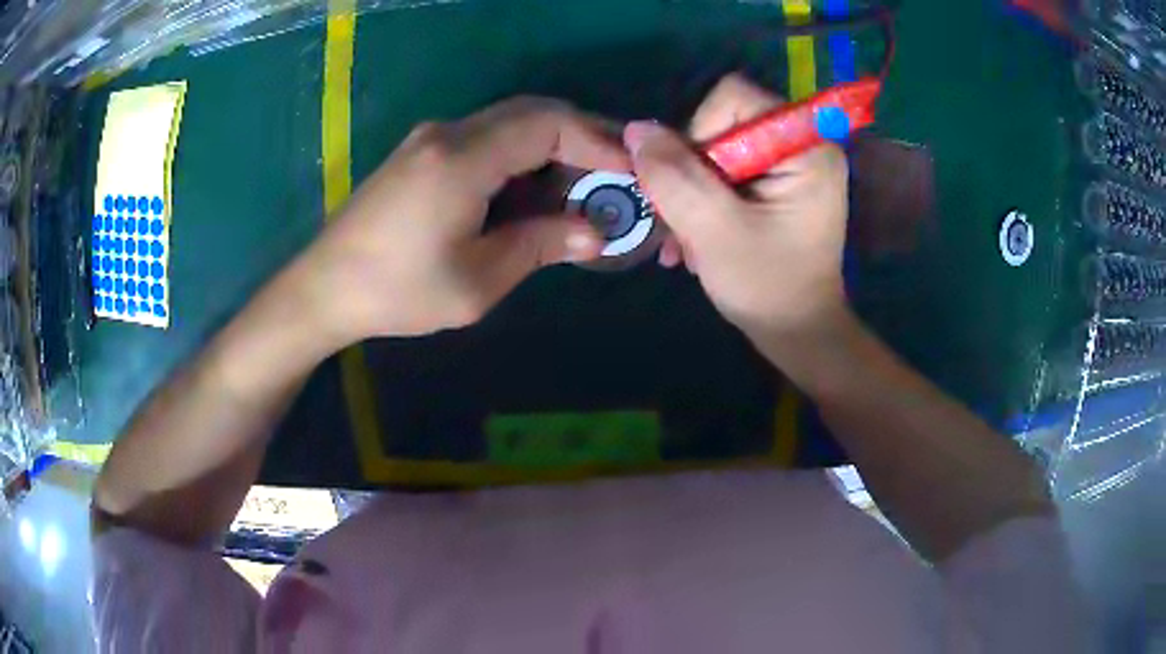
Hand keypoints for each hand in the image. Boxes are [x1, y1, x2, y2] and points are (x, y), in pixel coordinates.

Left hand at [296, 97, 629, 343]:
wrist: (324, 288)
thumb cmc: (397, 292)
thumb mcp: (477, 281)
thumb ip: (540, 245)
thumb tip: (594, 233)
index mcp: (462, 158)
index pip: (547, 123)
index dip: (596, 140)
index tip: (629, 170)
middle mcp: (448, 134)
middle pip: (531, 113)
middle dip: (581, 136)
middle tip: (615, 172)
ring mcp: (431, 139)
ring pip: (509, 123)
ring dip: (552, 146)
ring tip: (584, 184)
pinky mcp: (421, 153)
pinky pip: (485, 138)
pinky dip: (521, 155)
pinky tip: (534, 188)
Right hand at [625, 74, 848, 346]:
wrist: (799, 334)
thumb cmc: (768, 287)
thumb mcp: (714, 231)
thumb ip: (674, 177)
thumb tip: (636, 130)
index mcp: (805, 146)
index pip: (733, 97)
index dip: (699, 132)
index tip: (696, 186)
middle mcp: (802, 144)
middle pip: (722, 123)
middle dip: (692, 174)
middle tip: (686, 224)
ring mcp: (791, 165)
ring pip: (717, 151)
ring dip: (692, 194)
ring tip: (690, 243)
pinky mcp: (778, 185)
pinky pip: (726, 173)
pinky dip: (705, 203)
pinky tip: (698, 242)